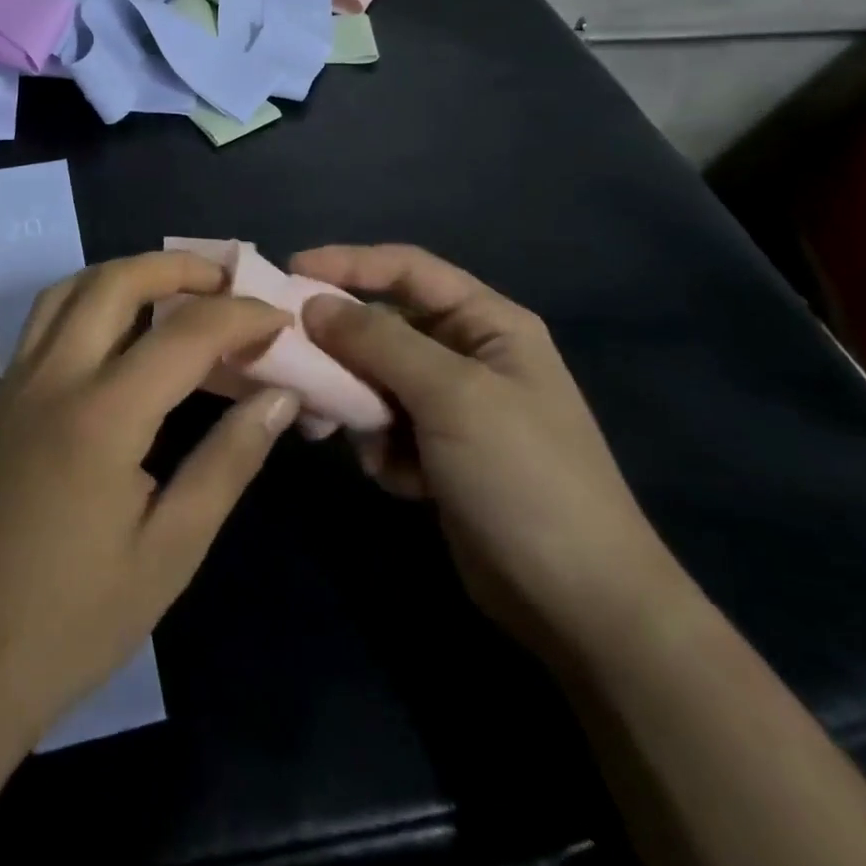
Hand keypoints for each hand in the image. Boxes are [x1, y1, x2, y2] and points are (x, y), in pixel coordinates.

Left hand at [0, 251, 298, 748]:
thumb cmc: (70, 623)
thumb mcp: (170, 551)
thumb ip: (228, 462)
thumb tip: (280, 398)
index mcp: (101, 416)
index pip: (186, 334)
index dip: (243, 317)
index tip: (281, 321)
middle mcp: (51, 381)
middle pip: (114, 283)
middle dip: (177, 267)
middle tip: (227, 281)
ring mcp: (13, 389)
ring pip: (67, 292)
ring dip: (125, 275)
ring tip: (174, 293)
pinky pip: (44, 325)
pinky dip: (89, 304)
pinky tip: (118, 342)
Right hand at [294, 244, 688, 665]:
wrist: (576, 601)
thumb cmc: (522, 476)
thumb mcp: (451, 395)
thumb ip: (379, 341)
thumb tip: (313, 304)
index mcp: (487, 324)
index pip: (407, 269)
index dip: (348, 263)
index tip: (289, 272)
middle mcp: (468, 355)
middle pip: (384, 327)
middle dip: (341, 348)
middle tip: (294, 365)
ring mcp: (453, 408)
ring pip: (375, 380)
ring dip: (356, 405)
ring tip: (341, 432)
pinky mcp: (438, 454)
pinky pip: (385, 428)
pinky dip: (380, 448)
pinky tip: (400, 481)